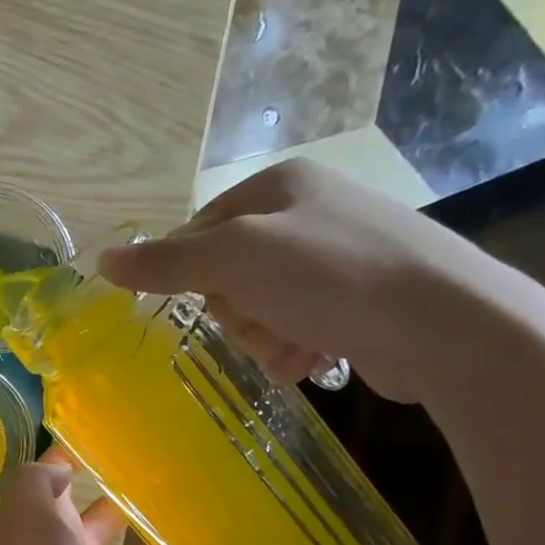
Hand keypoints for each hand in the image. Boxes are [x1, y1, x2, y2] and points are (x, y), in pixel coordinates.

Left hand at [0, 450, 200, 544]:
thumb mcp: (32, 519)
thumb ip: (40, 484)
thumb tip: (62, 463)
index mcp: (44, 529)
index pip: (58, 484)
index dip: (80, 458)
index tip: (120, 433)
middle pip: (105, 521)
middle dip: (133, 499)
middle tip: (184, 472)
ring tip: (212, 517)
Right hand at [97, 159, 495, 402]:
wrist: (443, 324)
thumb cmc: (330, 277)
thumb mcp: (234, 260)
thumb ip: (165, 263)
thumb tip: (101, 261)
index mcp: (279, 186)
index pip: (197, 231)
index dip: (190, 273)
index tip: (205, 299)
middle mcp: (307, 213)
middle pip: (227, 275)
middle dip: (236, 312)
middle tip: (261, 320)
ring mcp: (336, 258)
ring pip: (259, 308)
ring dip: (264, 337)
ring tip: (294, 346)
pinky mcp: (357, 301)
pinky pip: (296, 327)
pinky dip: (295, 349)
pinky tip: (314, 358)